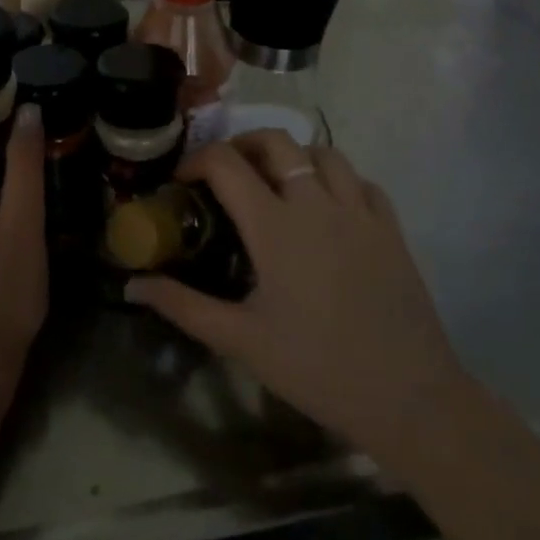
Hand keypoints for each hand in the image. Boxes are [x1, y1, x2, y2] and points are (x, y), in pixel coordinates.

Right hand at [129, 131, 468, 460]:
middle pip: (277, 141)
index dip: (196, 161)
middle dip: (242, 145)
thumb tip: (131, 285)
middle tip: (224, 173)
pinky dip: (337, 180)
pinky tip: (327, 207)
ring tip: (276, 184)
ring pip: (324, 153)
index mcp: (276, 226)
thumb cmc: (316, 368)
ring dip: (293, 156)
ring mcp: (360, 213)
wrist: (408, 397)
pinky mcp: (391, 230)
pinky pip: (362, 182)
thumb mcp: (240, 340)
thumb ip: (182, 305)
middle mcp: (318, 204)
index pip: (226, 164)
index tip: (181, 181)